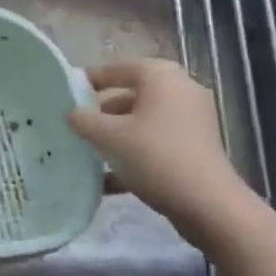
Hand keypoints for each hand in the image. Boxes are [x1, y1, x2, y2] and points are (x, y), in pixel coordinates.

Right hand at [67, 58, 248, 226]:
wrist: (208, 206)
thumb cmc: (155, 157)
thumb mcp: (110, 137)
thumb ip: (84, 120)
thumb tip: (71, 113)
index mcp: (160, 76)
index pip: (117, 68)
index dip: (90, 80)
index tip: (67, 92)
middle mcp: (180, 89)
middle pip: (131, 94)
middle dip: (103, 111)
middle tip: (78, 123)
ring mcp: (192, 118)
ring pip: (144, 120)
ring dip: (117, 134)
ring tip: (90, 151)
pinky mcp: (197, 146)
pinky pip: (158, 140)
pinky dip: (136, 152)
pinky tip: (110, 177)